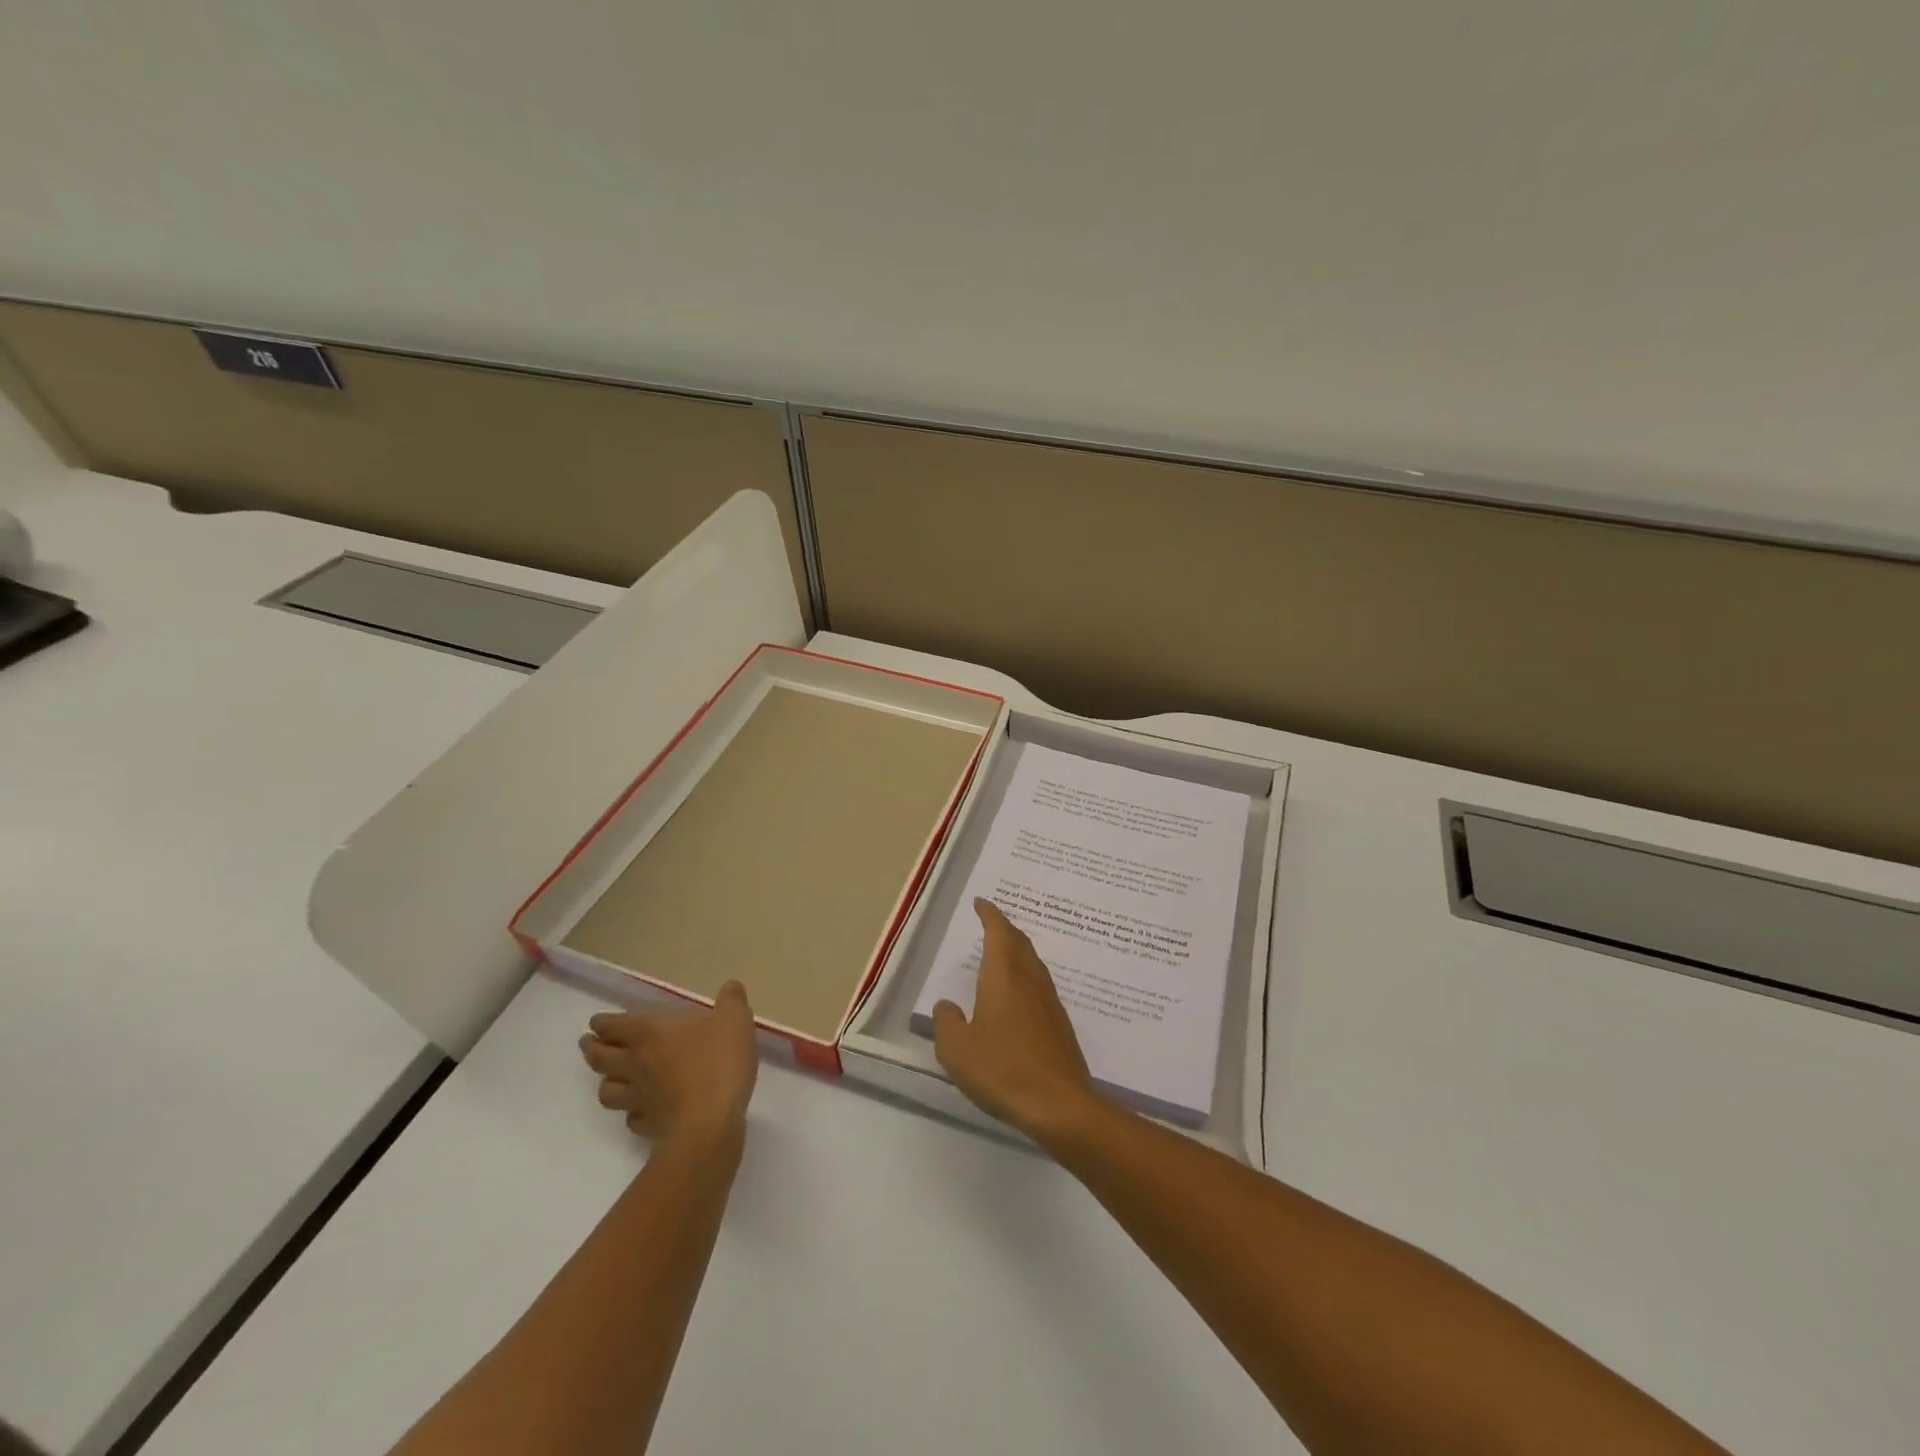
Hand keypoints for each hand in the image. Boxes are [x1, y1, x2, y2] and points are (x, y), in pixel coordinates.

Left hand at [579, 981, 758, 1148]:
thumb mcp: (735, 1020)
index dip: (602, 1023)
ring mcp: (639, 1098)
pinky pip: (632, 1119)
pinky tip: (642, 1112)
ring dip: (606, 1083)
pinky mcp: (648, 1127)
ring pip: (607, 1091)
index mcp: (649, 1032)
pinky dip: (632, 1114)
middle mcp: (636, 1063)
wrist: (708, 1125)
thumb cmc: (718, 1063)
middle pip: (600, 1058)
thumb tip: (731, 986)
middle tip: (589, 1044)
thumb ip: (732, 1001)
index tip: (596, 1022)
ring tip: (611, 1078)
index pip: (612, 1025)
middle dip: (592, 1049)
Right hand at [933, 899, 1098, 1144]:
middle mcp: (1030, 981)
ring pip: (1033, 963)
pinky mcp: (1060, 1025)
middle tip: (991, 923)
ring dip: (1018, 951)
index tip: (981, 903)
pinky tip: (1020, 996)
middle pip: (1020, 943)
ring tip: (1003, 954)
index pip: (999, 933)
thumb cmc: (1003, 1070)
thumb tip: (948, 1006)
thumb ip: (947, 1022)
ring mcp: (1050, 1002)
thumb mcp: (957, 1050)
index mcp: (1004, 977)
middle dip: (1005, 929)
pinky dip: (1026, 976)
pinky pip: (1040, 986)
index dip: (990, 915)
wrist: (1060, 1105)